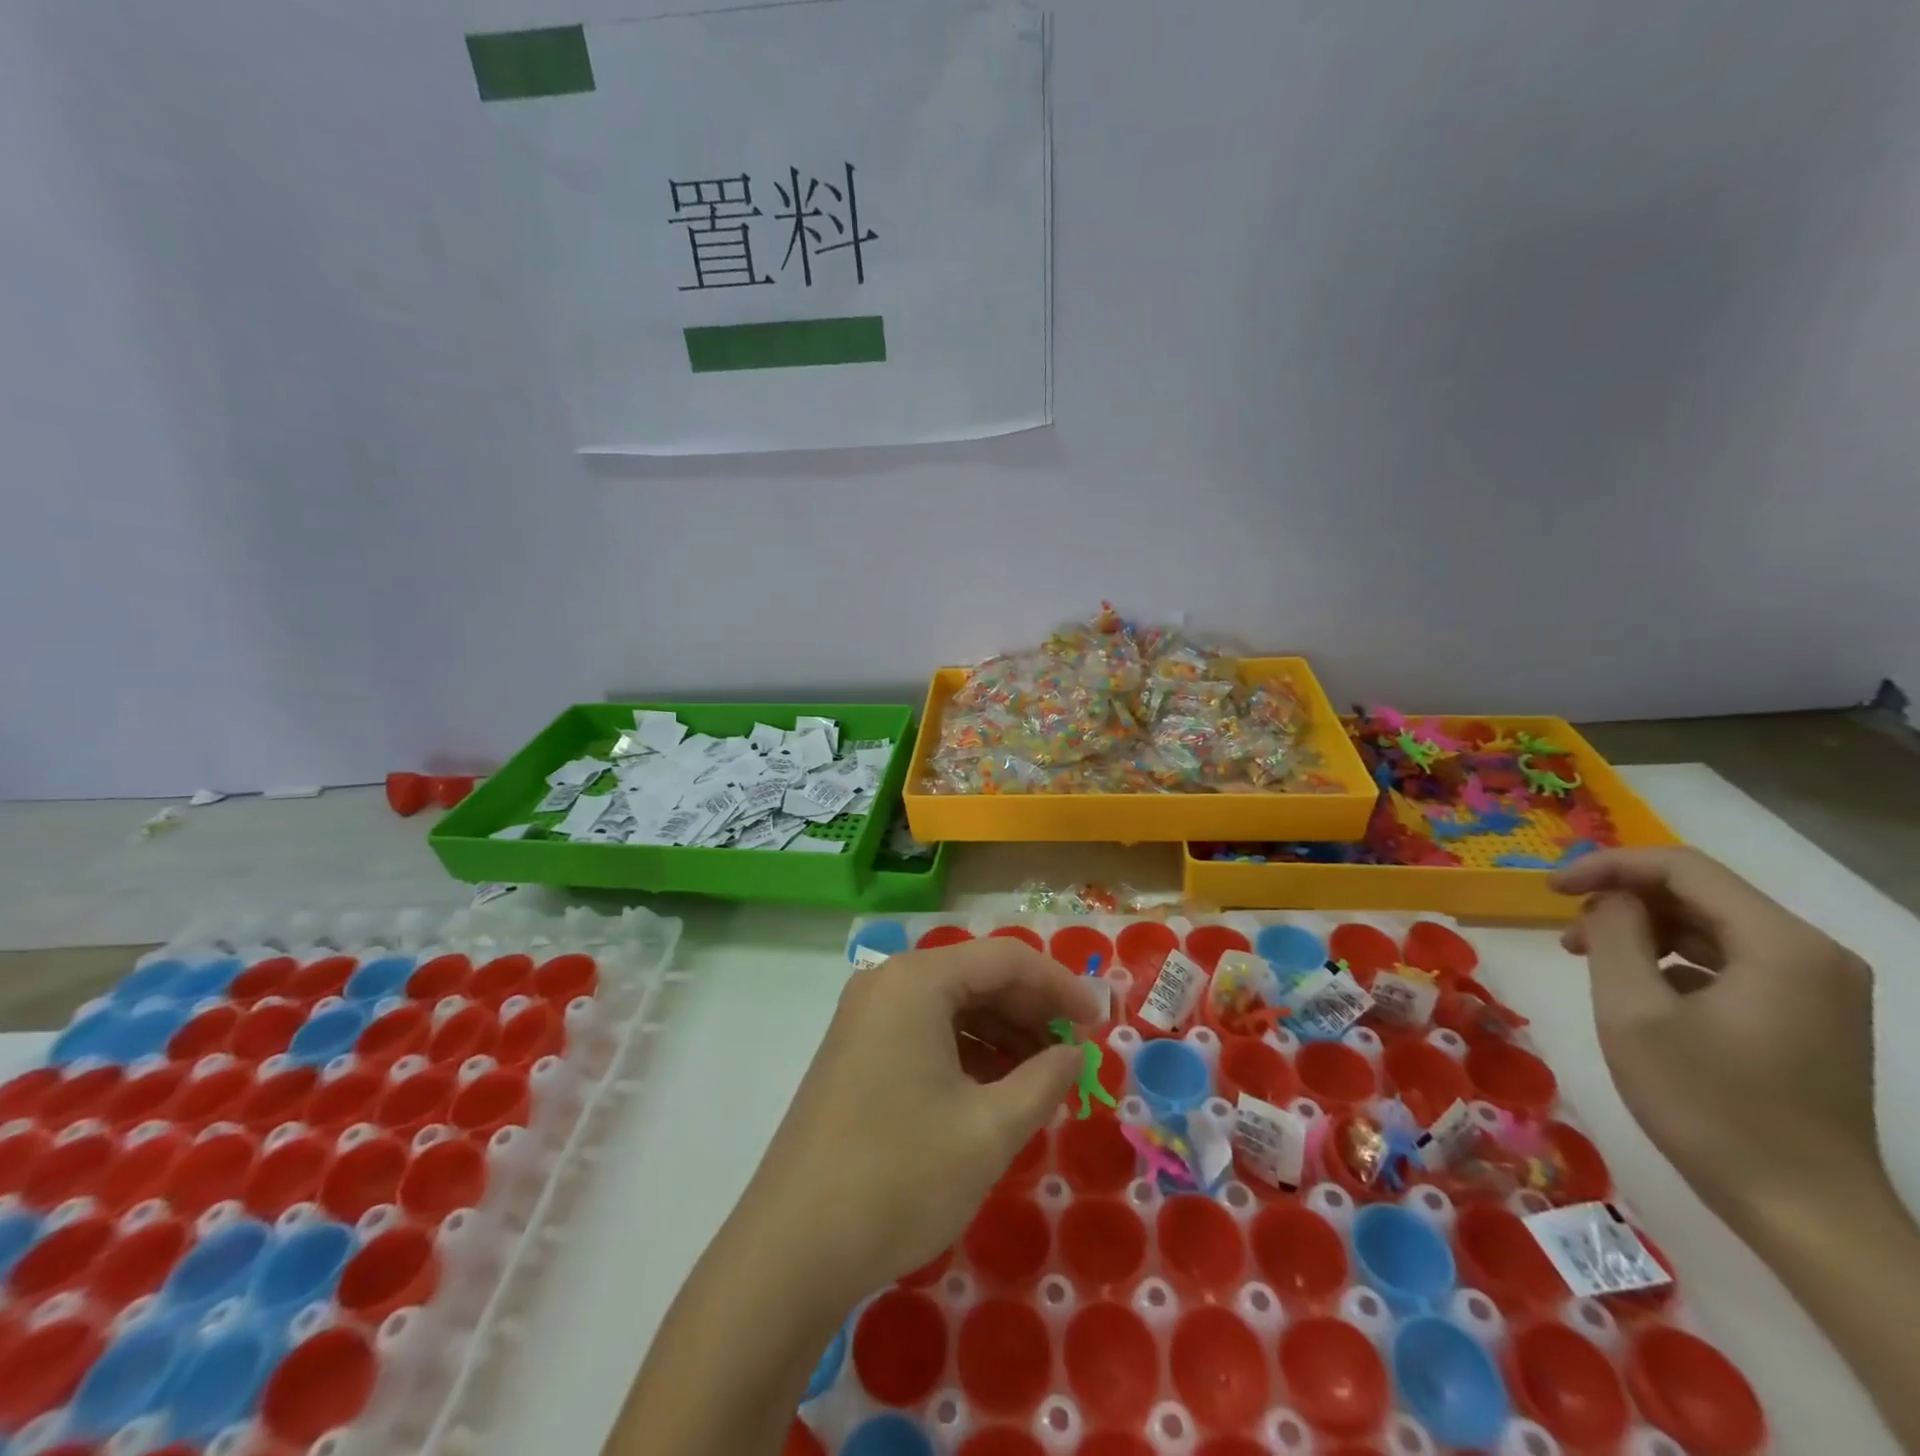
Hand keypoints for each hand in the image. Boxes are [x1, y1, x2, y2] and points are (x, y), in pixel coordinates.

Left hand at [739, 938, 1104, 1309]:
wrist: (791, 1249)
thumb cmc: (899, 1178)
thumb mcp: (989, 1130)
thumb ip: (1044, 1080)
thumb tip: (1075, 1052)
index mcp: (916, 981)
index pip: (1005, 959)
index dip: (1060, 985)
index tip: (1099, 1022)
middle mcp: (887, 983)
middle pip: (977, 976)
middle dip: (1031, 1009)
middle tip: (1075, 1051)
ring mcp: (866, 1017)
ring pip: (952, 1005)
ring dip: (1002, 1032)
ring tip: (1043, 1074)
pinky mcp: (857, 1051)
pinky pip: (926, 1031)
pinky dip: (968, 1051)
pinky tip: (996, 1087)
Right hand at [1550, 847, 1884, 1227]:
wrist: (1804, 1211)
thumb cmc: (1708, 1106)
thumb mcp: (1633, 1012)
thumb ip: (1615, 936)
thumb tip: (1610, 900)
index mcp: (1781, 945)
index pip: (1682, 867)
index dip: (1607, 866)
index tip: (1548, 889)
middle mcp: (1813, 954)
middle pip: (1700, 893)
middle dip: (1623, 901)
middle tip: (1566, 934)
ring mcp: (1819, 987)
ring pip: (1711, 926)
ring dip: (1644, 931)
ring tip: (1589, 960)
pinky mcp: (1810, 1016)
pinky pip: (1731, 961)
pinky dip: (1674, 960)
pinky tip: (1639, 992)